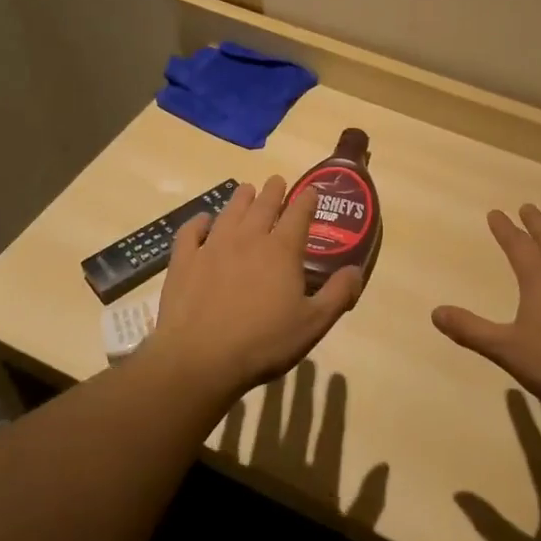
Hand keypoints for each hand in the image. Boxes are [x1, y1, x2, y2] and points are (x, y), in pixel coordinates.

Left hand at [146, 177, 362, 403]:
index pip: (299, 213)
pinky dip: (198, 221)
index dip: (306, 199)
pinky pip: (191, 231)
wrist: (200, 359)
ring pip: (230, 212)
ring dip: (241, 198)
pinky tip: (203, 221)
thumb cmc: (263, 343)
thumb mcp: (313, 324)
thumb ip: (338, 295)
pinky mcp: (184, 261)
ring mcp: (213, 246)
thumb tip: (356, 270)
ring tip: (247, 190)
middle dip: (273, 191)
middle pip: (263, 205)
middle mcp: (248, 238)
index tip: (311, 191)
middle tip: (277, 181)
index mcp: (282, 250)